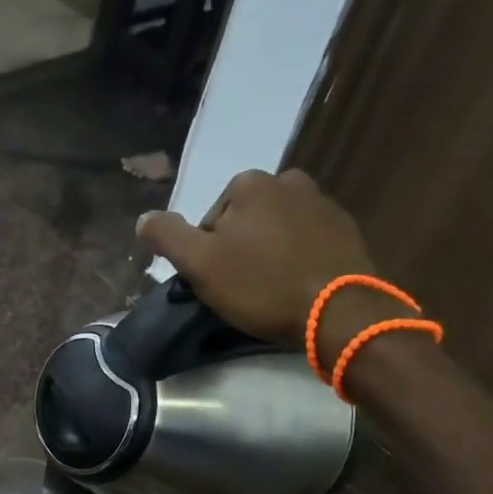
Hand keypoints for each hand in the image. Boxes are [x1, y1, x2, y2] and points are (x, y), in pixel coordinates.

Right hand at [135, 169, 408, 349]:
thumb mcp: (200, 264)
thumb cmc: (263, 285)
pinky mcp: (348, 231)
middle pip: (245, 221)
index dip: (207, 253)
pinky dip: (298, 259)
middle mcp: (289, 181)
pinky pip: (308, 242)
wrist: (340, 312)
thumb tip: (144, 219)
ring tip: (271, 290)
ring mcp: (324, 204)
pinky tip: (298, 287)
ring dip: (269, 253)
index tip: (217, 281)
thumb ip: (166, 236)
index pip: (211, 219)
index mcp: (250, 183)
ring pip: (277, 230)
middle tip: (242, 288)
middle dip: (240, 249)